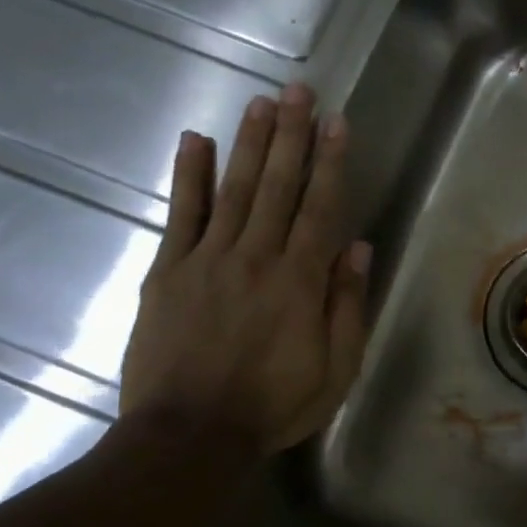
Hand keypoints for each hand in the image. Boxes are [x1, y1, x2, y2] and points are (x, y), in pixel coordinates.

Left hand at [119, 84, 370, 453]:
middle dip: (293, 135)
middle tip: (301, 91)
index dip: (331, 163)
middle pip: (279, 186)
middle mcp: (257, 257)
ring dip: (251, 143)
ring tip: (263, 103)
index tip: (338, 123)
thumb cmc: (273, 405)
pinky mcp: (168, 271)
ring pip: (236, 189)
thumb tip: (358, 247)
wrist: (189, 435)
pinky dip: (190, 176)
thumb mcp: (336, 368)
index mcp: (300, 282)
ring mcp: (208, 260)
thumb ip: (347, 305)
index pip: (321, 208)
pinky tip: (196, 141)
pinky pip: (182, 215)